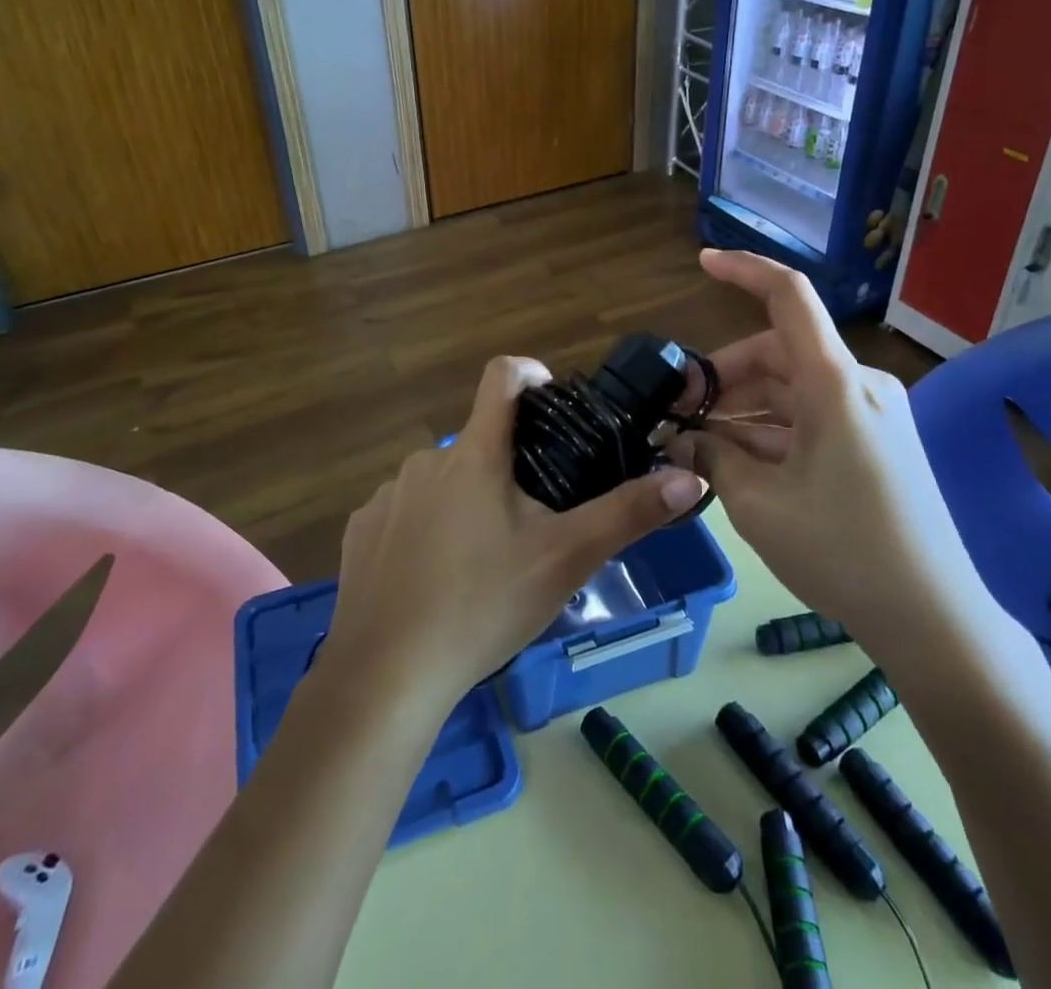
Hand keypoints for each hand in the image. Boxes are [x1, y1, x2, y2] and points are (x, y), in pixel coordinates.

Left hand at [322, 356, 707, 713]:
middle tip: (534, 521)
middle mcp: (426, 460)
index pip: (502, 376)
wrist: (385, 676)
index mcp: (475, 454)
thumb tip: (690, 477)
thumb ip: (628, 513)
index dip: (531, 374)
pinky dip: (426, 529)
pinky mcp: (360, 530)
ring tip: (486, 559)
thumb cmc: (483, 605)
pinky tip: (435, 579)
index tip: (553, 401)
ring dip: (467, 500)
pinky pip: (405, 512)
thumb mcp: (566, 559)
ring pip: (442, 480)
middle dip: (509, 467)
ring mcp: (387, 495)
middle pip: (479, 441)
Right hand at [666, 250, 992, 644]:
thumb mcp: (758, 505)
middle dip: (723, 376)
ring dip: (742, 408)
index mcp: (834, 383)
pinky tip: (735, 459)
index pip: (789, 296)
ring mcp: (872, 414)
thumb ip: (711, 459)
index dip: (745, 269)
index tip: (702, 262)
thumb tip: (680, 440)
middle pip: (778, 352)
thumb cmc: (842, 551)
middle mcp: (858, 385)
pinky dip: (771, 429)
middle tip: (677, 412)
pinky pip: (812, 417)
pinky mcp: (877, 442)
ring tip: (696, 442)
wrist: (934, 620)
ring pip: (791, 389)